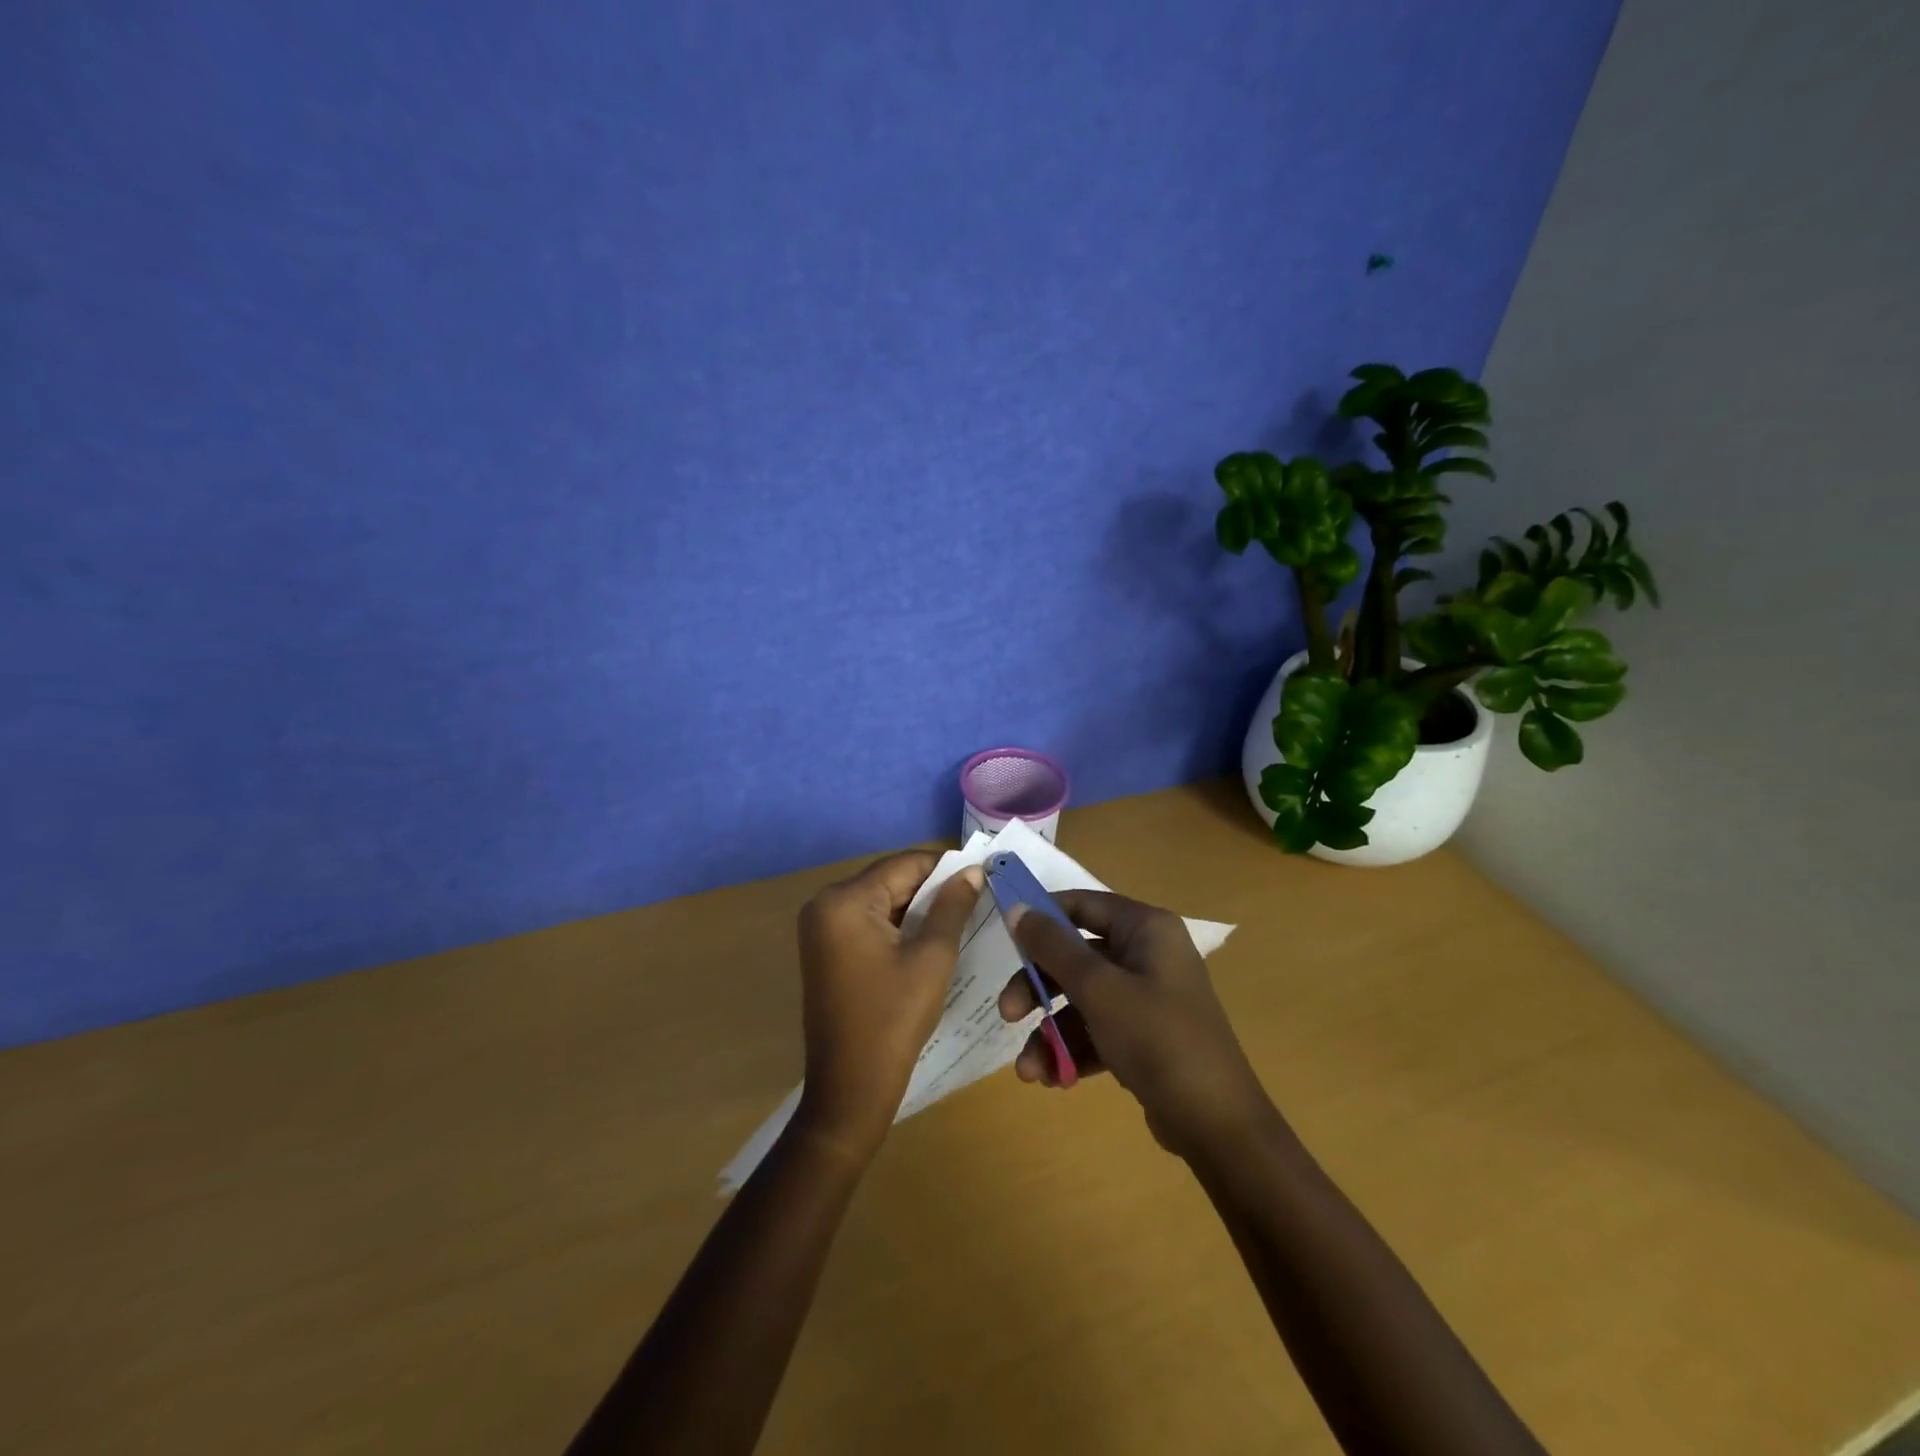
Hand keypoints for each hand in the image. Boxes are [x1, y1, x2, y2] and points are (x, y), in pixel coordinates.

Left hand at [793, 852, 983, 1162]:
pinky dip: (898, 926)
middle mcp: (825, 904)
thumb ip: (952, 907)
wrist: (850, 1090)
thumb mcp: (932, 958)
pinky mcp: (825, 949)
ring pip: (881, 901)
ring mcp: (821, 928)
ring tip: (960, 916)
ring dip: (917, 908)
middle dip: (932, 888)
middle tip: (976, 898)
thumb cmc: (894, 1019)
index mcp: (844, 900)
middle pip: (890, 880)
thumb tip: (973, 870)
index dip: (946, 867)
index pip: (904, 864)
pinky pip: (868, 922)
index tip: (982, 874)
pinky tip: (929, 937)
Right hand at [997, 890, 1271, 1157]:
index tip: (1005, 935)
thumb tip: (1016, 908)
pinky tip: (1053, 1079)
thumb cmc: (1157, 1039)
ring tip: (1029, 1070)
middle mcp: (1148, 955)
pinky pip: (1098, 1030)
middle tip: (1008, 1014)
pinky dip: (1073, 1050)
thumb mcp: (1098, 989)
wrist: (1217, 1125)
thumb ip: (1053, 947)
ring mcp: (1148, 997)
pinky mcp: (1145, 1035)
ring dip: (1050, 1032)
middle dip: (1038, 988)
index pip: (1083, 904)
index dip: (1043, 916)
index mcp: (1146, 930)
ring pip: (1082, 999)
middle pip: (1076, 956)